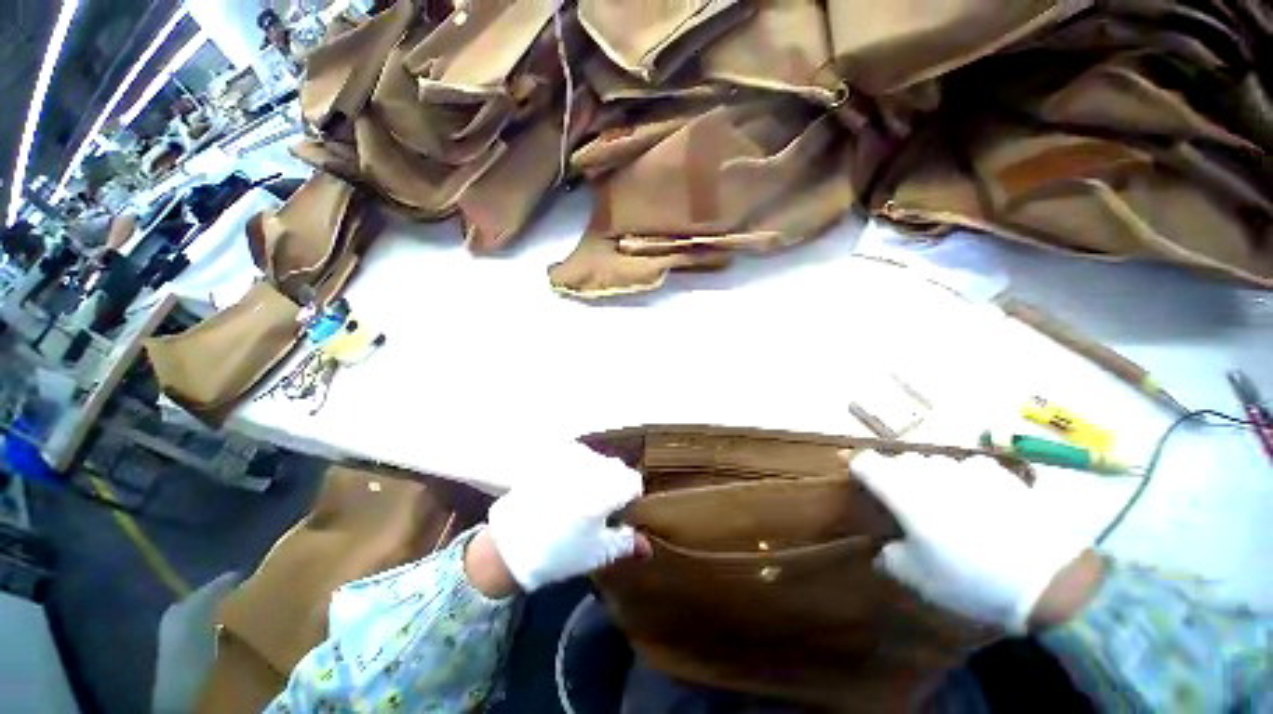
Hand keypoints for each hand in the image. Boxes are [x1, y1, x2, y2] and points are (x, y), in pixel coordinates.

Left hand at [484, 442, 649, 593]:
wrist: (509, 545)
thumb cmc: (559, 553)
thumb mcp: (597, 553)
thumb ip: (626, 544)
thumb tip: (648, 547)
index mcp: (605, 491)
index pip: (634, 482)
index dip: (631, 498)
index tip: (620, 513)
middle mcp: (591, 468)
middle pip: (617, 468)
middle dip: (615, 484)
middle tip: (600, 508)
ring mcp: (571, 459)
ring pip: (598, 459)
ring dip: (597, 474)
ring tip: (580, 497)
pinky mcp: (554, 456)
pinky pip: (577, 455)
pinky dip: (579, 466)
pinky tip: (566, 484)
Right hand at [845, 451, 1099, 632]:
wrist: (1046, 579)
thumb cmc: (970, 579)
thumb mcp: (919, 579)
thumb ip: (892, 559)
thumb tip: (885, 551)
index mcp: (903, 492)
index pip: (866, 461)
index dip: (855, 464)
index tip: (853, 472)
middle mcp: (929, 472)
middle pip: (901, 460)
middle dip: (898, 475)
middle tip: (908, 502)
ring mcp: (965, 469)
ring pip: (935, 461)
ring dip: (931, 476)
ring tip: (946, 501)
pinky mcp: (998, 474)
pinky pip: (969, 466)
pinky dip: (966, 477)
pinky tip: (979, 498)